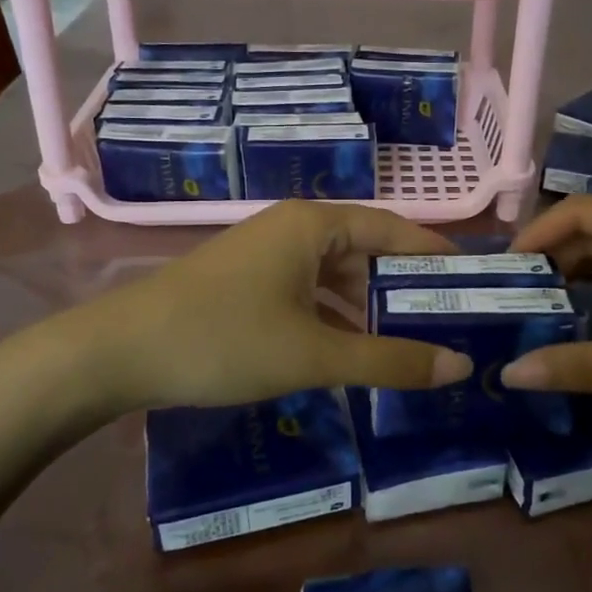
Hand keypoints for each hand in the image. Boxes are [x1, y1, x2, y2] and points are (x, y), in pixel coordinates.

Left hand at [97, 200, 475, 412]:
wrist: (118, 352)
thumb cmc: (224, 339)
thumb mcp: (314, 354)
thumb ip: (389, 360)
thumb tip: (461, 367)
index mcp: (315, 224)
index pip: (394, 230)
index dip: (435, 257)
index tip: (474, 283)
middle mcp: (293, 228)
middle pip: (366, 252)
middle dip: (404, 289)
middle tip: (450, 324)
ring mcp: (266, 254)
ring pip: (334, 276)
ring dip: (368, 308)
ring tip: (410, 344)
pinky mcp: (247, 282)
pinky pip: (307, 292)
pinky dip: (333, 317)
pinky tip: (351, 351)